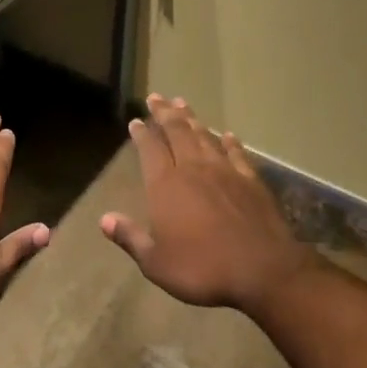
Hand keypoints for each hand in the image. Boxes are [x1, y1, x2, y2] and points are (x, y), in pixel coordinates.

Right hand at [103, 94, 318, 314]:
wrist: (262, 270)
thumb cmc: (203, 269)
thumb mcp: (156, 263)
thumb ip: (131, 238)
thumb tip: (104, 219)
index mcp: (166, 185)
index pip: (150, 149)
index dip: (141, 133)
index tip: (136, 120)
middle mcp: (193, 169)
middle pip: (177, 132)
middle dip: (164, 113)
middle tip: (156, 97)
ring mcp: (225, 171)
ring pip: (204, 137)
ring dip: (192, 119)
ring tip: (183, 104)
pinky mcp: (250, 180)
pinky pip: (237, 154)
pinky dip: (230, 142)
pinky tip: (228, 135)